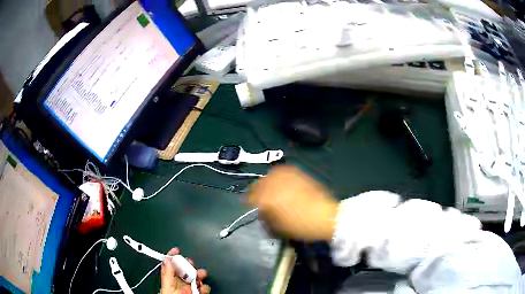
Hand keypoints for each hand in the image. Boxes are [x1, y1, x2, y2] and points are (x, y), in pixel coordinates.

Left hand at [160, 248, 210, 293]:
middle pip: (185, 269)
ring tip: (201, 275)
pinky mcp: (197, 293)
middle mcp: (179, 283)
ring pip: (195, 277)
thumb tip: (167, 259)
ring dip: (200, 275)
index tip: (176, 249)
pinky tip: (203, 287)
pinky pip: (203, 287)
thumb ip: (167, 273)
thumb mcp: (167, 286)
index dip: (172, 256)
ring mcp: (188, 288)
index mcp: (169, 279)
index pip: (170, 264)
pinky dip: (205, 286)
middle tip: (191, 263)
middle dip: (189, 264)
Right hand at [248, 166, 338, 240]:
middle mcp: (274, 185)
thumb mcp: (278, 227)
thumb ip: (266, 217)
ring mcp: (286, 177)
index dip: (247, 200)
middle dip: (255, 190)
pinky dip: (278, 174)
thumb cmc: (300, 226)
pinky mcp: (298, 174)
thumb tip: (262, 211)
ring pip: (269, 175)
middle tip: (256, 195)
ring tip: (268, 186)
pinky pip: (283, 170)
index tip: (246, 202)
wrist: (324, 216)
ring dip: (266, 181)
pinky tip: (279, 178)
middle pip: (258, 184)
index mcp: (267, 199)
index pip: (251, 197)